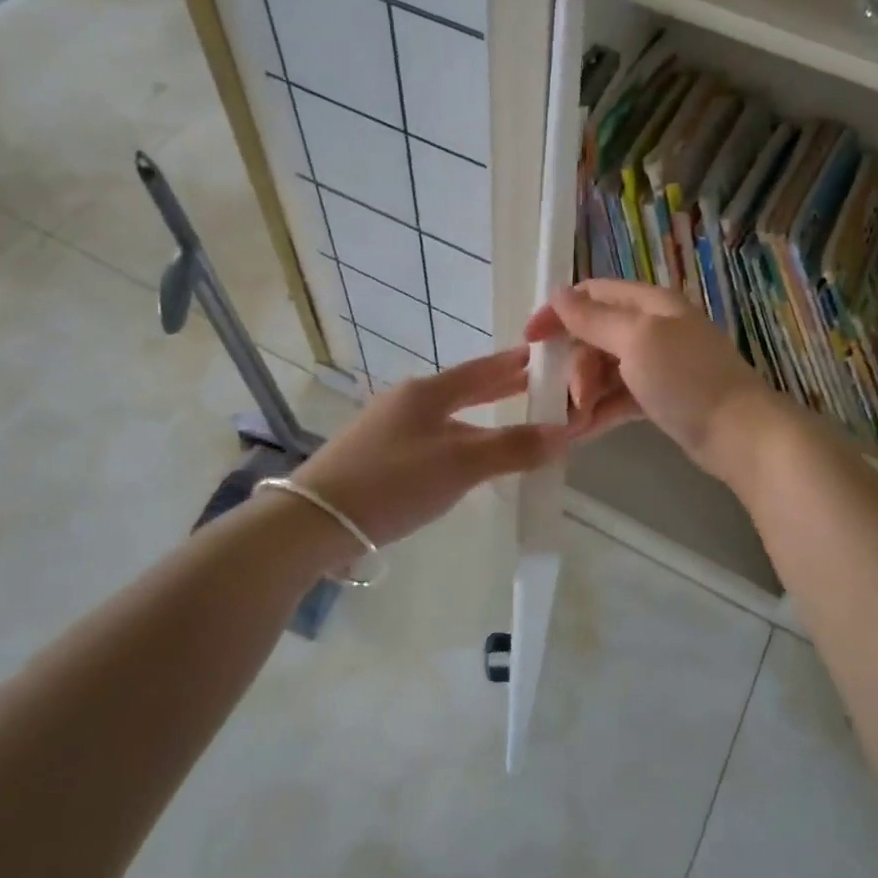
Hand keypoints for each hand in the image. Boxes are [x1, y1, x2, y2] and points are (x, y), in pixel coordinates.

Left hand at [291, 346, 565, 548]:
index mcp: (428, 392)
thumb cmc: (393, 482)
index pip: (482, 369)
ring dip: (480, 414)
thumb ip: (513, 447)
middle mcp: (408, 400)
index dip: (514, 364)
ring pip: (447, 414)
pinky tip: (464, 456)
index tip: (543, 356)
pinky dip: (459, 437)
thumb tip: (564, 433)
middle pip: (464, 388)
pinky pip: (432, 436)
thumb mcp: (460, 465)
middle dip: (500, 386)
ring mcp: (388, 427)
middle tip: (534, 384)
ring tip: (508, 419)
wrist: (313, 520)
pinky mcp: (376, 454)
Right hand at [524, 280, 777, 482]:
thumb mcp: (636, 341)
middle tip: (570, 396)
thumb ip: (593, 319)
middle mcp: (653, 328)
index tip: (530, 341)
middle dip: (575, 364)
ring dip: (584, 392)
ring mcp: (658, 364)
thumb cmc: (686, 379)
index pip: (593, 294)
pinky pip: (619, 397)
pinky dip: (600, 410)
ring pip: (605, 369)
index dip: (558, 312)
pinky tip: (581, 432)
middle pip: (595, 335)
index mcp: (650, 304)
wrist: (741, 435)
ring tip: (573, 421)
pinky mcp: (660, 397)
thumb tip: (557, 293)